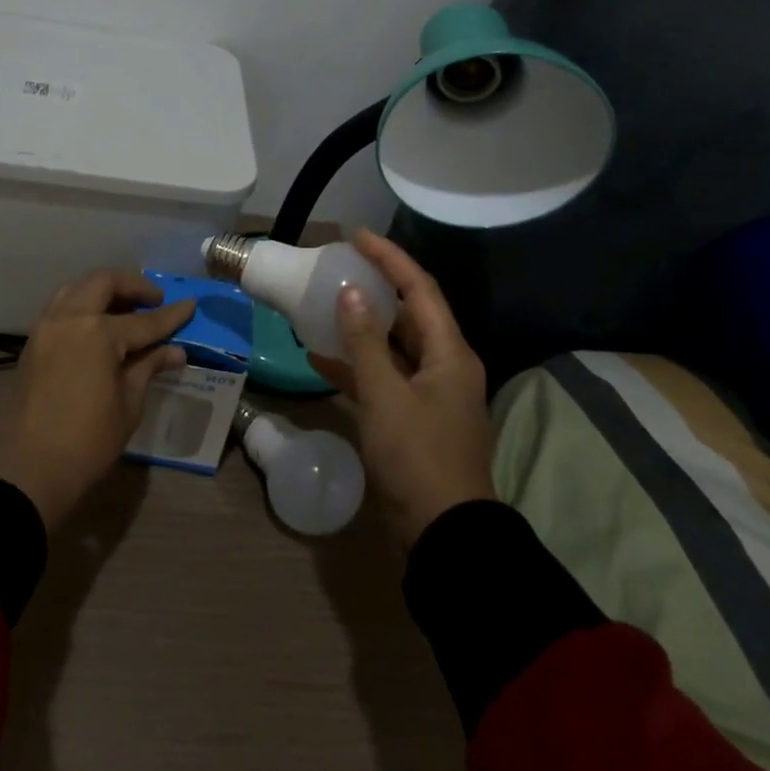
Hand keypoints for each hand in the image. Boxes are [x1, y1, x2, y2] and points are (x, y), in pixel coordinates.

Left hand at [0, 270, 194, 528]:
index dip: (171, 315)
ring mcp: (47, 327)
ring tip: (125, 306)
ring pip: (77, 288)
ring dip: (103, 289)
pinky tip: (98, 323)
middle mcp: (70, 318)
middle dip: (133, 285)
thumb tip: (175, 351)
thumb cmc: (88, 440)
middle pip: (104, 283)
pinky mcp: (33, 341)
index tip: (191, 304)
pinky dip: (82, 304)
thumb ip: (149, 367)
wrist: (30, 467)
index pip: (144, 320)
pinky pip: (61, 307)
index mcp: (98, 332)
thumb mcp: (129, 404)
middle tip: (154, 299)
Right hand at [308, 230, 493, 548]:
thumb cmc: (417, 456)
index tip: (356, 236)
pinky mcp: (415, 419)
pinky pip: (385, 378)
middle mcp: (445, 366)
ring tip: (325, 306)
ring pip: (394, 346)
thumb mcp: (385, 394)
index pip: (419, 288)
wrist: (443, 534)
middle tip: (339, 268)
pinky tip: (320, 359)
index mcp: (449, 352)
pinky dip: (357, 366)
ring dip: (362, 327)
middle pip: (410, 314)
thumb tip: (350, 293)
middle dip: (376, 288)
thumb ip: (365, 341)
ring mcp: (431, 394)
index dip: (390, 258)